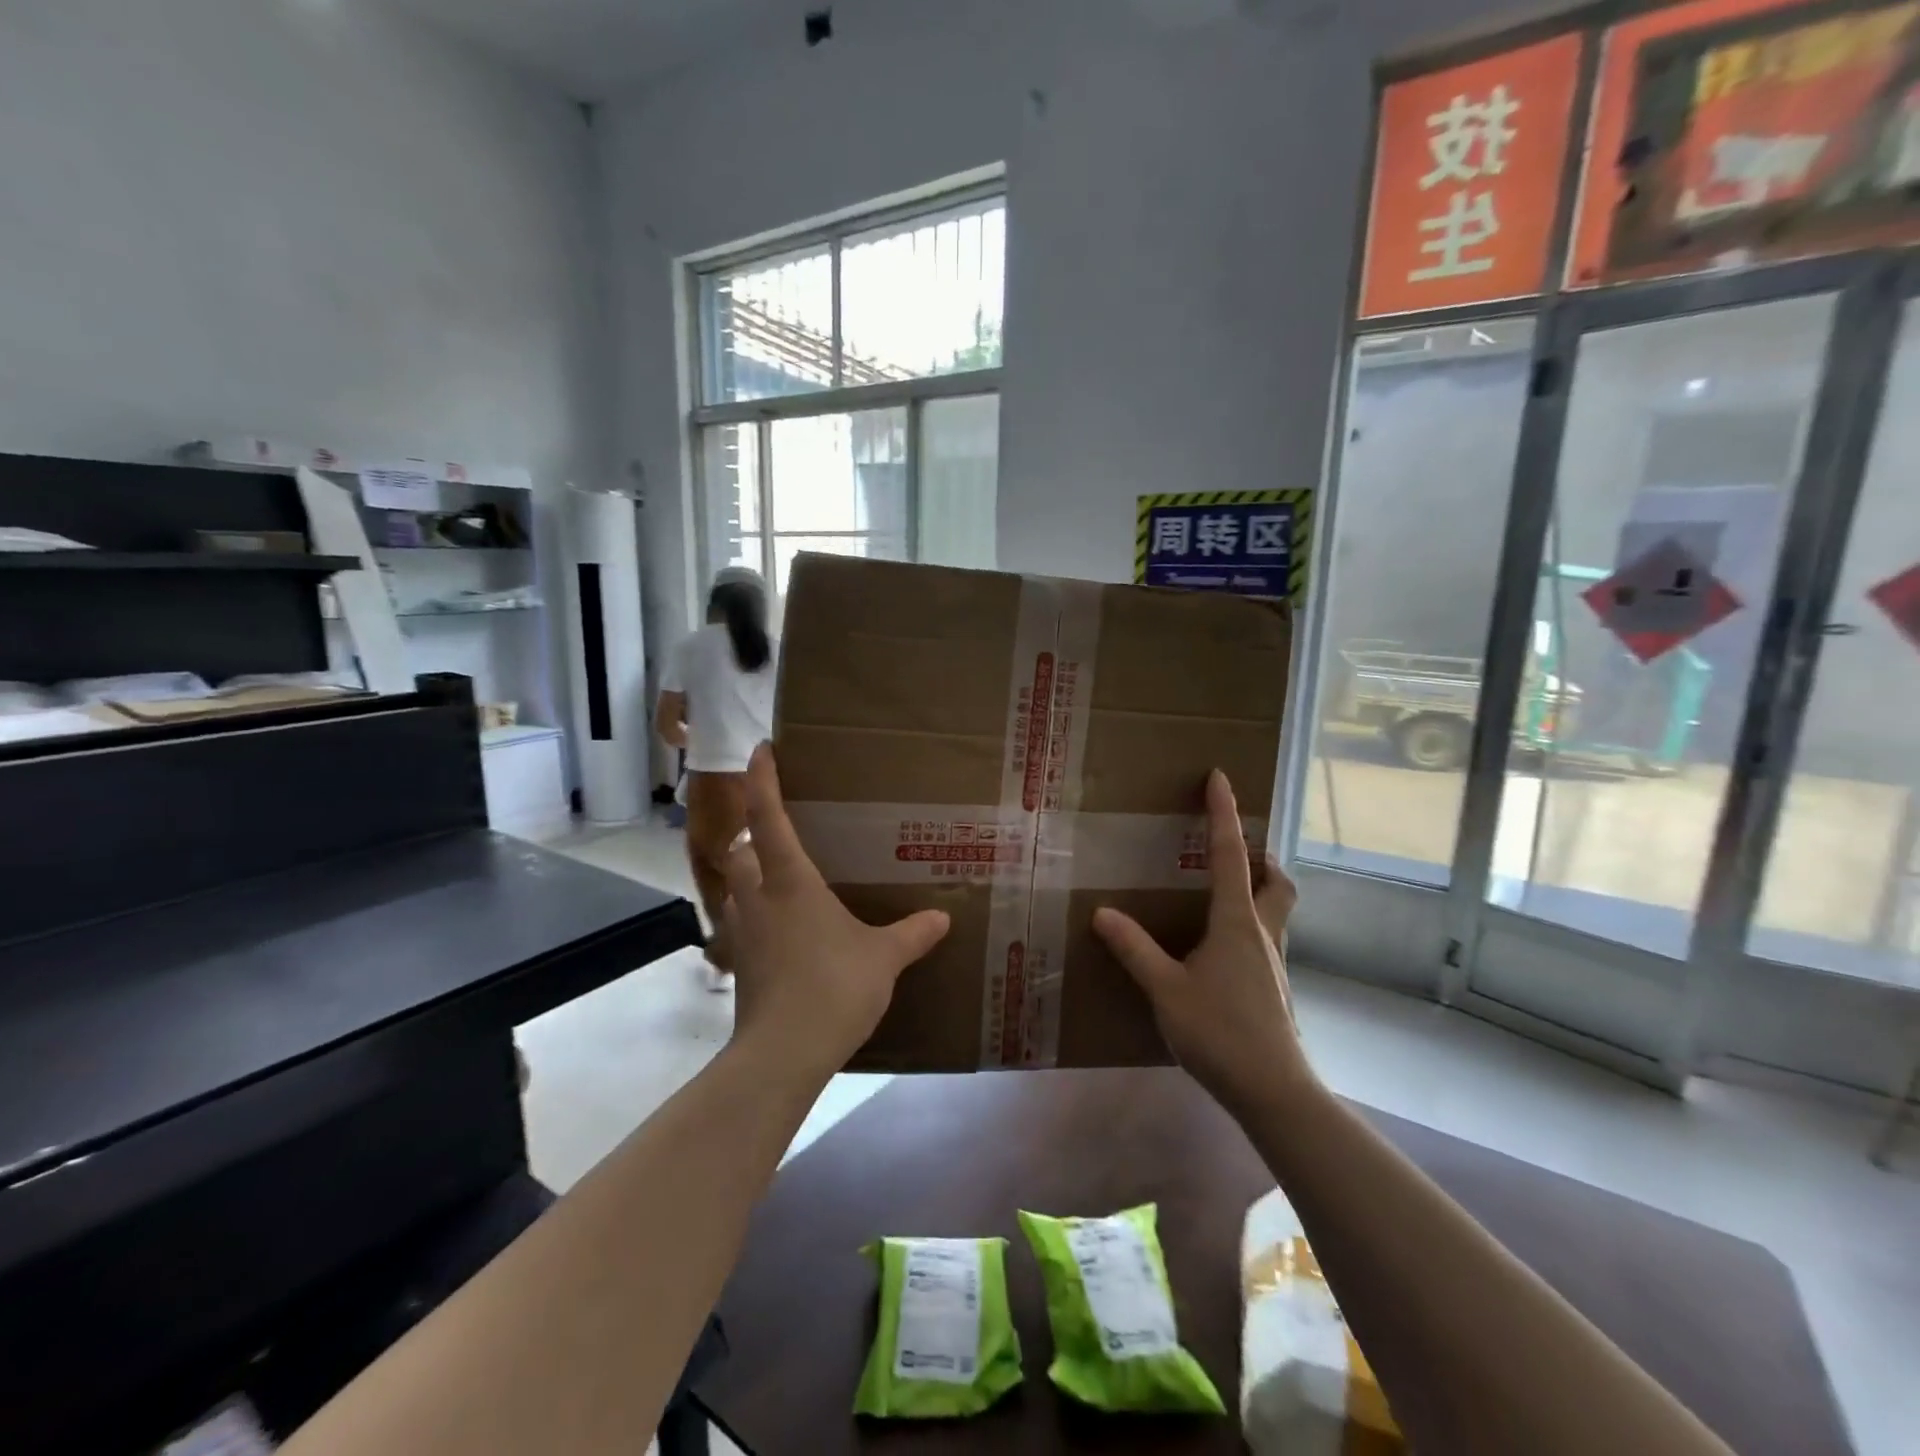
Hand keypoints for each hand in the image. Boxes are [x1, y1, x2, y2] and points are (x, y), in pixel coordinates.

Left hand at [721, 743, 950, 1082]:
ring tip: (779, 881)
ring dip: (749, 876)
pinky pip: (740, 925)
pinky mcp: (739, 964)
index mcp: (789, 880)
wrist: (782, 1053)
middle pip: (739, 850)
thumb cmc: (832, 987)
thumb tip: (943, 917)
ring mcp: (742, 932)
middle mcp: (757, 897)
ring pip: (734, 888)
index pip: (768, 817)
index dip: (763, 780)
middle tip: (778, 833)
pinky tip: (781, 933)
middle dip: (751, 835)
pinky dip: (753, 917)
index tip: (761, 750)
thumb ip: (912, 933)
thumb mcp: (883, 958)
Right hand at [1093, 770, 1310, 1115]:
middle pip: (1276, 881)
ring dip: (1260, 891)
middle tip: (1237, 849)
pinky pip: (1265, 940)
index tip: (1220, 777)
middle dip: (1261, 857)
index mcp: (1237, 922)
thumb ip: (1134, 949)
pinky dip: (1249, 927)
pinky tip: (1220, 952)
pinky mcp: (1275, 989)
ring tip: (1224, 894)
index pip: (1231, 854)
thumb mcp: (1166, 989)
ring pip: (1277, 911)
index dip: (1225, 813)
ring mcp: (1274, 964)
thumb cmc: (1220, 1032)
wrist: (1274, 1092)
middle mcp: (1262, 934)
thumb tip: (1102, 912)